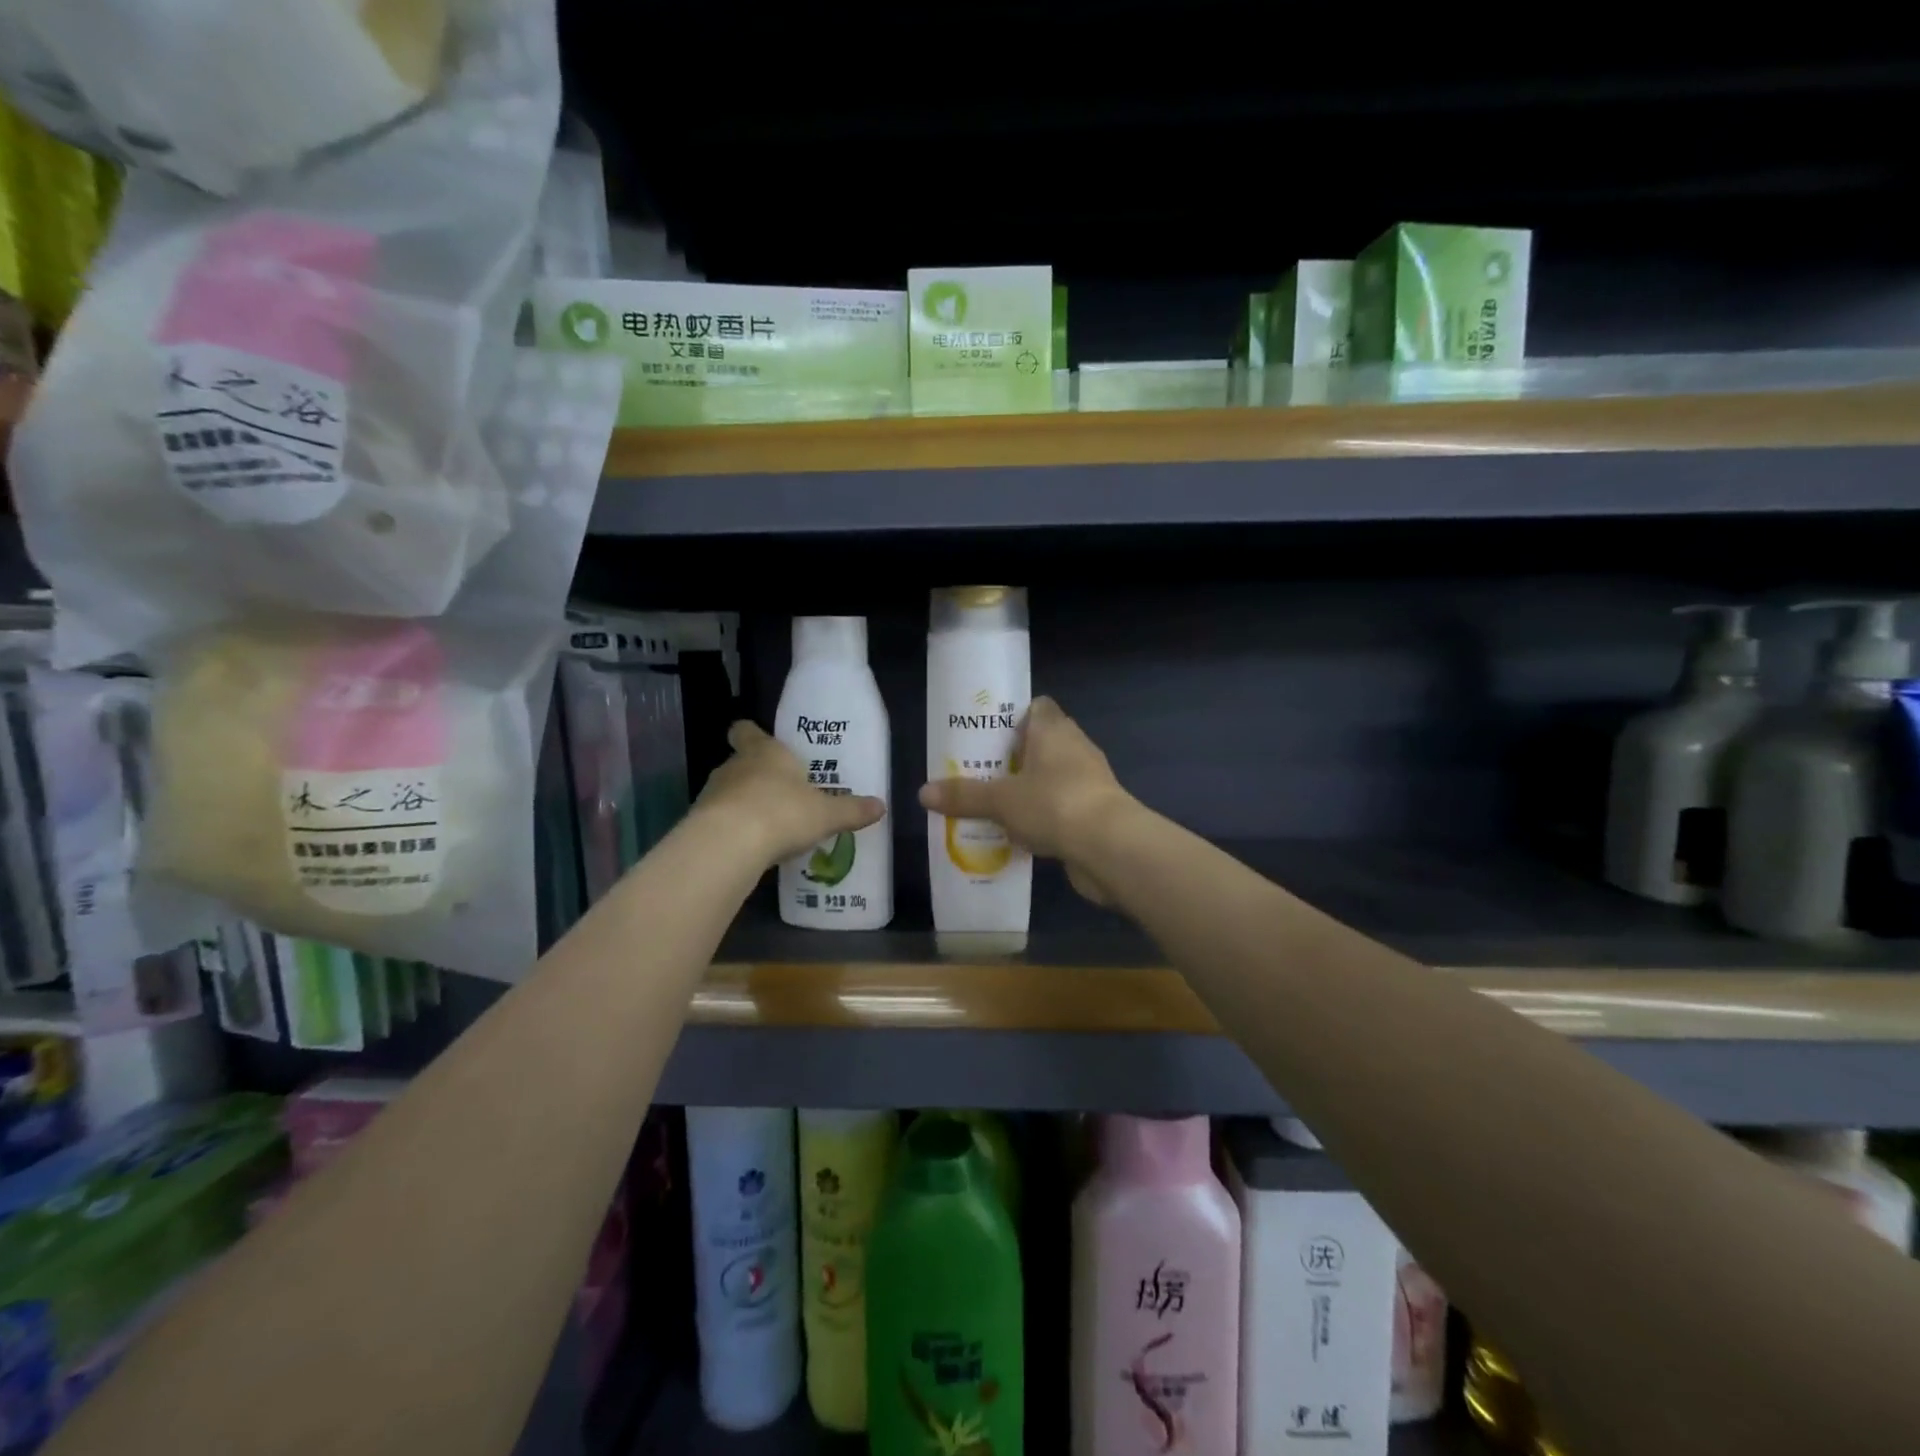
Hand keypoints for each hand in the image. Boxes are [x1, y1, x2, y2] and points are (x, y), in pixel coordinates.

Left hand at [696, 721, 885, 867]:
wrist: (729, 844)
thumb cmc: (783, 812)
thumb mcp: (826, 814)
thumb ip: (851, 810)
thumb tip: (881, 806)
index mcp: (765, 752)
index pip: (747, 731)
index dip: (750, 733)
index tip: (756, 739)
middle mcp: (735, 766)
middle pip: (741, 763)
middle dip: (757, 776)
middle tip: (780, 792)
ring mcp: (713, 794)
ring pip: (729, 792)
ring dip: (744, 804)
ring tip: (767, 825)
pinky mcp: (700, 823)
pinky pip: (720, 821)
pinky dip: (733, 830)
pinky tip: (750, 848)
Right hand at [918, 697, 1131, 901]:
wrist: (1110, 847)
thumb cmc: (1054, 804)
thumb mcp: (1000, 800)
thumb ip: (964, 796)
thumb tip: (922, 793)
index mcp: (1053, 729)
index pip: (1037, 707)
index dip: (1012, 716)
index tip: (986, 735)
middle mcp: (1074, 747)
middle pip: (1039, 744)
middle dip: (1010, 759)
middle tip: (976, 773)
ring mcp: (1088, 781)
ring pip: (1049, 778)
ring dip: (1025, 790)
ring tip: (989, 805)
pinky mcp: (1094, 812)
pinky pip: (1059, 808)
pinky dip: (1040, 817)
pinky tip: (1015, 835)